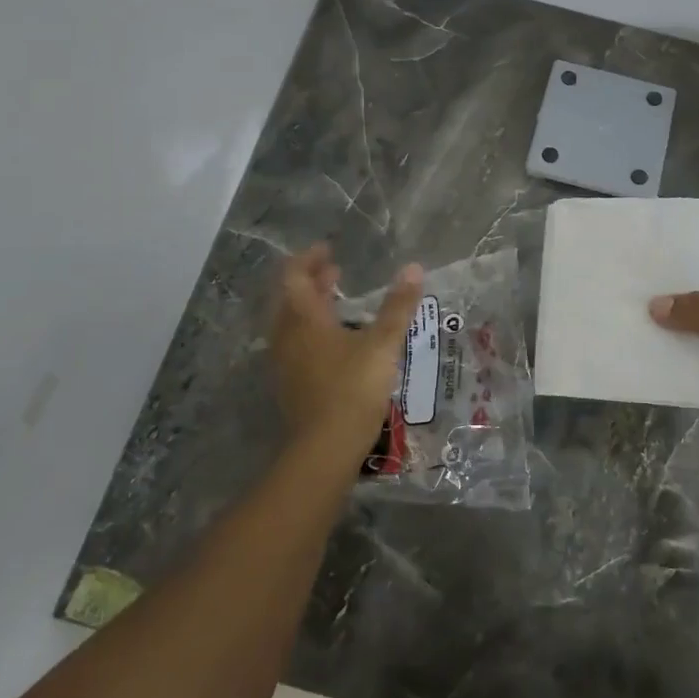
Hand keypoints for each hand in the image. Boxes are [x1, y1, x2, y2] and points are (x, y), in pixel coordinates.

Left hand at [270, 244, 423, 469]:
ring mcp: (285, 362)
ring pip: (291, 322)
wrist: (324, 448)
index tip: (328, 249)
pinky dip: (311, 329)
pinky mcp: (290, 384)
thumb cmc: (353, 388)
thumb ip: (398, 306)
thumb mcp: (382, 344)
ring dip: (311, 306)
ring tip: (337, 300)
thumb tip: (413, 268)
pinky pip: (295, 344)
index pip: (294, 276)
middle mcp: (287, 336)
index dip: (309, 259)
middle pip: (291, 298)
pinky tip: (335, 340)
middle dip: (312, 280)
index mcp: (303, 319)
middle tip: (335, 270)